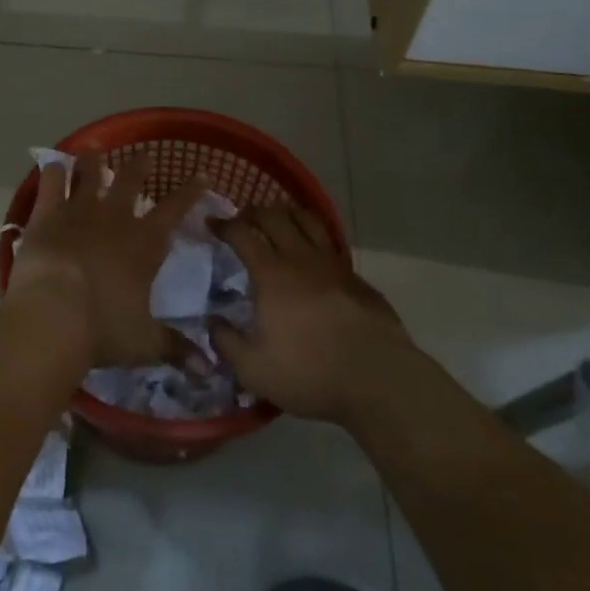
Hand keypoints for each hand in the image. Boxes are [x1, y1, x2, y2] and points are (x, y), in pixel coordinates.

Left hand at [6, 153, 206, 369]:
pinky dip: (54, 171)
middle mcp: (114, 220)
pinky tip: (54, 163)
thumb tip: (210, 372)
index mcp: (144, 245)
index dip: (190, 192)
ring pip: (90, 176)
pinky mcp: (45, 216)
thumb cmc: (103, 330)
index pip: (175, 211)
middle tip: (144, 156)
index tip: (202, 175)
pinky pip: (51, 184)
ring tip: (96, 149)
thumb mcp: (145, 343)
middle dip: (140, 168)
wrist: (53, 317)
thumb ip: (176, 350)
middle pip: (131, 184)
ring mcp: (78, 213)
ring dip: (95, 162)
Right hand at [210, 205, 411, 424]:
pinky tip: (313, 255)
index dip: (224, 225)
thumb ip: (226, 343)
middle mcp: (301, 259)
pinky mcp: (357, 279)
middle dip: (254, 211)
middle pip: (275, 217)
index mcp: (271, 274)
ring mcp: (334, 265)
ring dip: (288, 214)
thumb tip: (212, 322)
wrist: (378, 378)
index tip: (211, 223)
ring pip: (308, 221)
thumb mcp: (253, 369)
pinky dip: (315, 238)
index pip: (242, 234)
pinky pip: (330, 245)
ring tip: (279, 219)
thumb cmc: (309, 372)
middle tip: (243, 217)